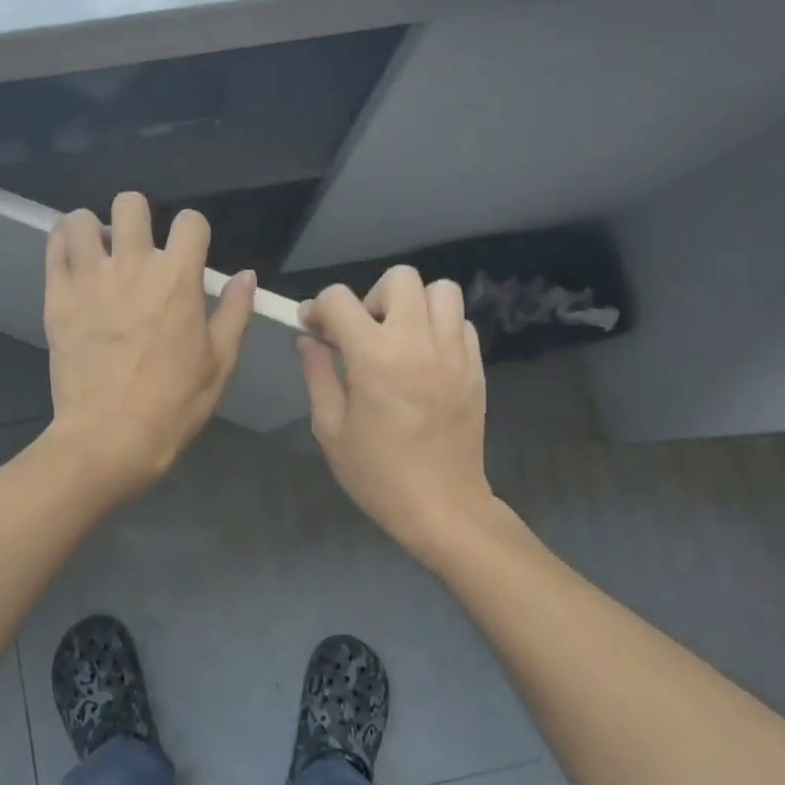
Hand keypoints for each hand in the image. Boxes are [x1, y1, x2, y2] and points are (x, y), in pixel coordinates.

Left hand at [41, 192, 255, 502]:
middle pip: (131, 204)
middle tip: (137, 249)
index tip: (188, 252)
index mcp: (178, 279)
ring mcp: (89, 279)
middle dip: (138, 218)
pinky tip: (74, 265)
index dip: (193, 232)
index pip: (190, 222)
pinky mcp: (57, 296)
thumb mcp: (219, 363)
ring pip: (81, 219)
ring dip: (93, 229)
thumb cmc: (173, 404)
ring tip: (98, 254)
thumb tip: (244, 275)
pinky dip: (63, 246)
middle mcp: (133, 266)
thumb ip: (234, 312)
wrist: (110, 436)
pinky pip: (53, 248)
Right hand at [297, 267, 494, 560]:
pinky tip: (425, 359)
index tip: (313, 329)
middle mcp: (418, 342)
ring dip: (413, 305)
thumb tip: (308, 339)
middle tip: (363, 333)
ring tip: (399, 338)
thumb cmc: (376, 472)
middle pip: (399, 278)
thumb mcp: (330, 427)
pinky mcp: (476, 366)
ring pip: (440, 290)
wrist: (441, 505)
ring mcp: (454, 352)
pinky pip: (460, 322)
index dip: (318, 309)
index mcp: (374, 357)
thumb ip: (317, 374)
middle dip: (371, 297)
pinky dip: (439, 328)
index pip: (339, 299)